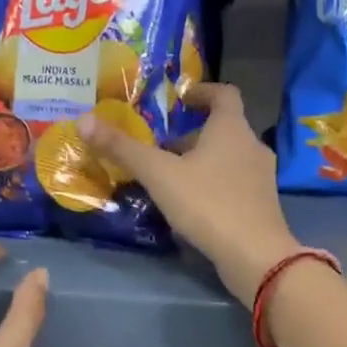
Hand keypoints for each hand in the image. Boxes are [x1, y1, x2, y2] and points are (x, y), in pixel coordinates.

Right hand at [79, 82, 300, 304]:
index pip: (224, 94)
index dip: (202, 91)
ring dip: (200, 162)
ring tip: (169, 178)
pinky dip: (211, 186)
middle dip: (191, 135)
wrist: (255, 256)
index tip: (180, 98)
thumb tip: (84, 120)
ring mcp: (261, 177)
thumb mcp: (159, 175)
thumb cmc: (208, 204)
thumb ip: (123, 148)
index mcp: (232, 128)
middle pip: (222, 129)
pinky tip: (190, 206)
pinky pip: (233, 184)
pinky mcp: (261, 205)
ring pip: (227, 159)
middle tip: (159, 147)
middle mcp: (252, 146)